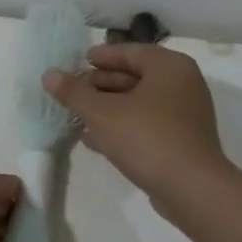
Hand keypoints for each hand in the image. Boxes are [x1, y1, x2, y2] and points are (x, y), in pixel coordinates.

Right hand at [43, 44, 234, 208]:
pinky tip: (94, 139)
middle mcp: (182, 84)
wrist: (192, 191)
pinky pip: (146, 124)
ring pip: (138, 102)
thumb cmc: (147, 138)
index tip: (77, 62)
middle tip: (73, 92)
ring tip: (77, 115)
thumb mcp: (101, 112)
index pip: (129, 51)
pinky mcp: (182, 141)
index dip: (101, 56)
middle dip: (100, 84)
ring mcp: (185, 115)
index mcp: (169, 67)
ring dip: (108, 107)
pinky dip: (122, 126)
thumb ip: (73, 92)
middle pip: (134, 76)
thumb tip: (49, 74)